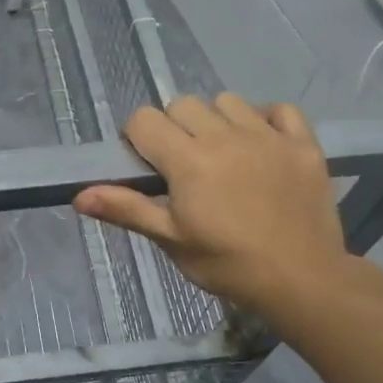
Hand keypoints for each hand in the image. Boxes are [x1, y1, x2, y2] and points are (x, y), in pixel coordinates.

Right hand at [74, 94, 349, 313]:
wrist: (302, 281)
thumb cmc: (227, 264)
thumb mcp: (171, 240)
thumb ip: (127, 209)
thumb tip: (79, 196)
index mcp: (188, 160)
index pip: (144, 119)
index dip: (138, 139)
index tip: (148, 166)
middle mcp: (225, 136)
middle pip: (182, 104)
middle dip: (173, 128)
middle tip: (183, 165)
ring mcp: (268, 136)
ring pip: (227, 101)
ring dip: (216, 120)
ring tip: (223, 154)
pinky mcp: (303, 144)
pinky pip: (280, 109)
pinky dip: (267, 119)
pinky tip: (262, 144)